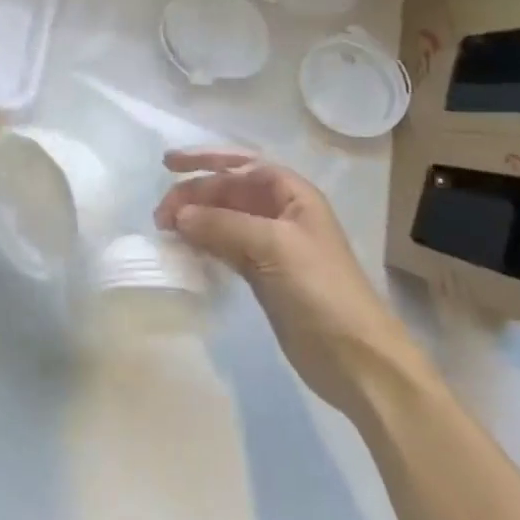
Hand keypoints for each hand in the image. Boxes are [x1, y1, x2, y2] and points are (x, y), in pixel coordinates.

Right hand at [156, 150, 424, 419]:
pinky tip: (187, 252)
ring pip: (225, 219)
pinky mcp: (264, 275)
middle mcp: (282, 213)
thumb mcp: (272, 247)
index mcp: (293, 194)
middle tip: (161, 216)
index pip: (242, 164)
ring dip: (196, 219)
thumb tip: (179, 215)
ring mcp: (273, 245)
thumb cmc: (320, 290)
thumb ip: (222, 225)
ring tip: (166, 231)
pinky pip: (226, 247)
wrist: (357, 360)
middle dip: (195, 194)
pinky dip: (204, 244)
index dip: (205, 159)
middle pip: (229, 190)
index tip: (168, 165)